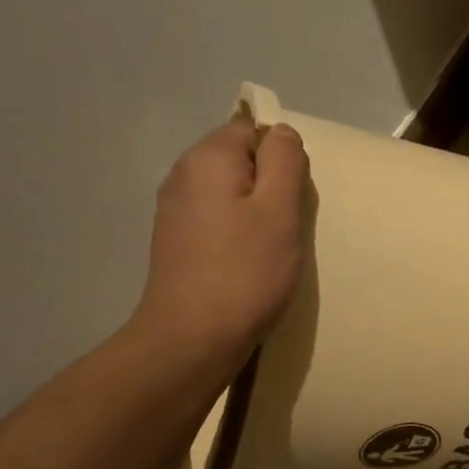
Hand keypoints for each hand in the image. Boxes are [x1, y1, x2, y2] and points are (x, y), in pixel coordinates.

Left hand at [126, 115, 309, 370]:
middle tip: (288, 227)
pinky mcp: (175, 241)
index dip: (281, 158)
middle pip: (239, 159)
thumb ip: (285, 162)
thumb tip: (282, 132)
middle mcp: (183, 174)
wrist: (192, 338)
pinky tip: (247, 263)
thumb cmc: (246, 272)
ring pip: (229, 191)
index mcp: (208, 158)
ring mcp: (174, 209)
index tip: (293, 198)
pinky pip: (216, 218)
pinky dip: (237, 233)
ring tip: (270, 249)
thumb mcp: (280, 211)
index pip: (252, 129)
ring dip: (255, 212)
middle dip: (270, 185)